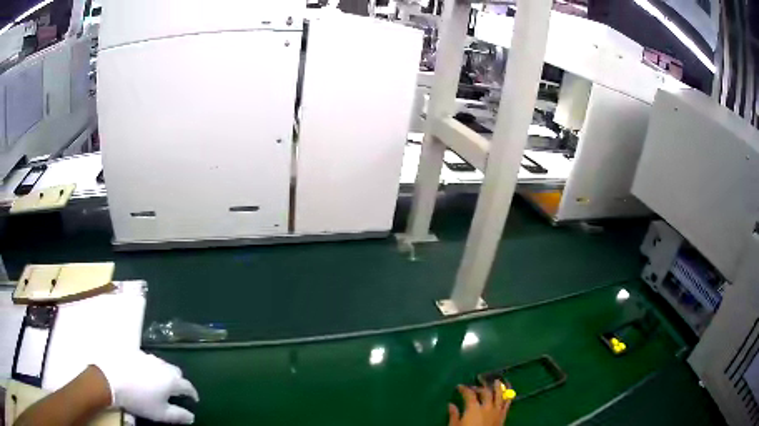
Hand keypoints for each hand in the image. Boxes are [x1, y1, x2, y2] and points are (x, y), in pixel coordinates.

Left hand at [93, 350, 198, 423]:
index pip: (188, 386)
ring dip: (164, 373)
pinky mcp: (134, 352)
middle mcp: (162, 365)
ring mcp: (147, 356)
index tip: (193, 400)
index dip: (192, 394)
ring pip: (161, 364)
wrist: (111, 379)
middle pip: (176, 372)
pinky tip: (142, 375)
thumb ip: (179, 415)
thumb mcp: (161, 414)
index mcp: (171, 380)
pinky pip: (147, 360)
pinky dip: (150, 368)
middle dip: (178, 381)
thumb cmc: (139, 400)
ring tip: (158, 383)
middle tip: (175, 391)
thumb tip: (191, 416)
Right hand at [448, 381, 510, 425]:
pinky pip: (507, 404)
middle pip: (485, 392)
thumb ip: (453, 415)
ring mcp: (497, 411)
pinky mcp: (503, 416)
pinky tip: (509, 392)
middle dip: (480, 387)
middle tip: (475, 386)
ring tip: (497, 381)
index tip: (459, 386)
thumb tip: (450, 405)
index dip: (464, 389)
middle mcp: (487, 407)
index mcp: (474, 408)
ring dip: (498, 387)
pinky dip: (508, 396)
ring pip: (500, 395)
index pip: (469, 394)